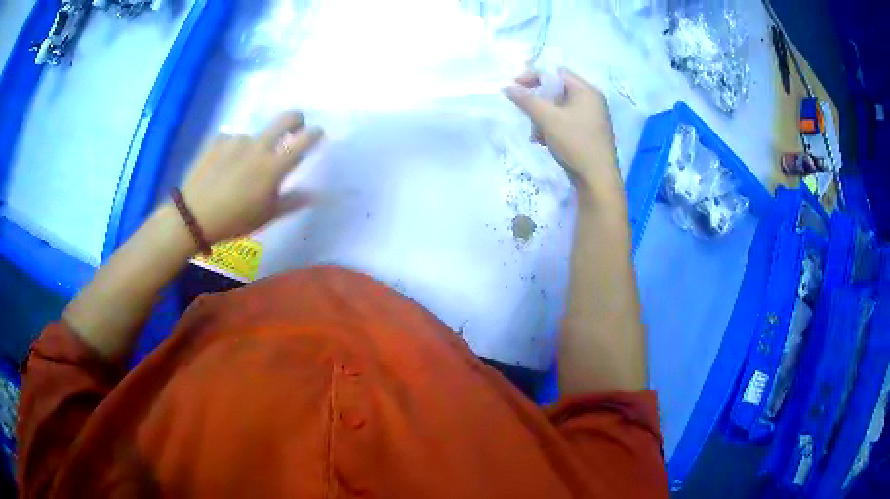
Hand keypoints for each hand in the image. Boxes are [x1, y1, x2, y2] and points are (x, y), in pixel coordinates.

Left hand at [180, 112, 323, 243]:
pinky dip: (232, 150)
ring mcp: (236, 140)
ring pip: (254, 136)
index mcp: (274, 166)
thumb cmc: (235, 220)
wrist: (193, 216)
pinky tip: (222, 166)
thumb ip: (292, 201)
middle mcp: (258, 146)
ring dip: (255, 147)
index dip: (315, 133)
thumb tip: (314, 193)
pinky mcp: (217, 140)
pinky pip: (231, 140)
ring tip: (240, 169)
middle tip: (295, 127)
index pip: (304, 139)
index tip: (317, 133)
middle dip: (296, 119)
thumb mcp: (267, 216)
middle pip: (285, 118)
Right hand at [504, 68, 620, 194]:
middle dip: (538, 103)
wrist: (597, 180)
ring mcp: (592, 117)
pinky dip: (552, 127)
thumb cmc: (575, 143)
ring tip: (536, 135)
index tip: (515, 87)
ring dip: (542, 118)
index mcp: (587, 91)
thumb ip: (526, 100)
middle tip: (527, 115)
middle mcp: (592, 100)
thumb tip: (506, 86)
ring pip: (559, 108)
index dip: (534, 77)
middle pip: (557, 91)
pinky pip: (566, 121)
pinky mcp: (589, 133)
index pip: (556, 73)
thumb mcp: (547, 119)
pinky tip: (545, 142)